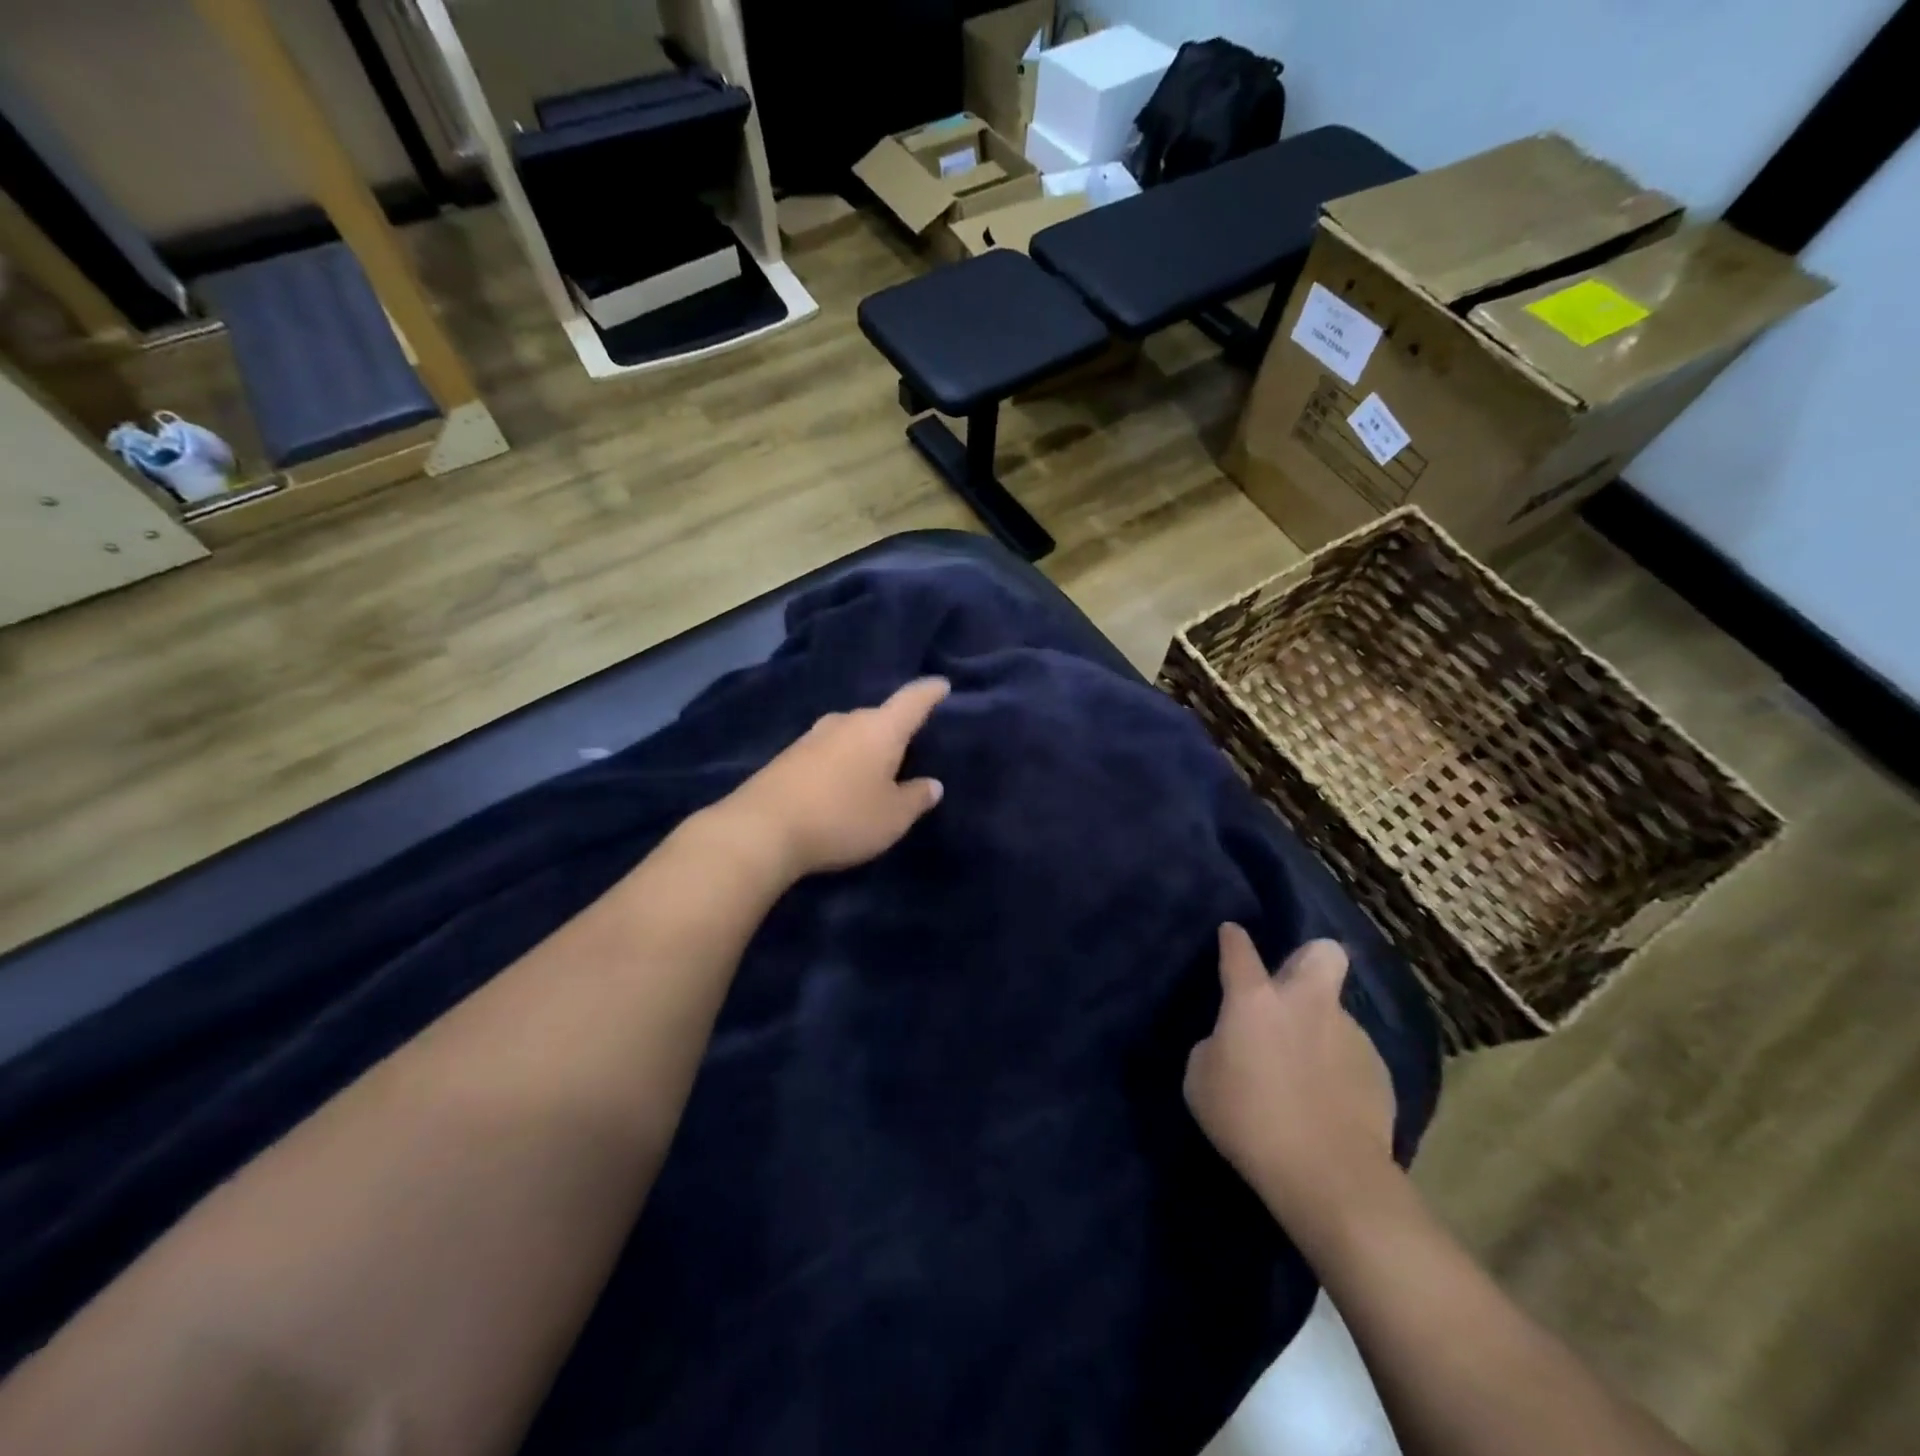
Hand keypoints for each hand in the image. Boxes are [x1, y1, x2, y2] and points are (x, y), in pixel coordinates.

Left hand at [725, 677, 949, 878]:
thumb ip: (916, 798)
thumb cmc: (842, 817)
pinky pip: (828, 750)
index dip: (931, 692)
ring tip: (876, 770)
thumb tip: (932, 784)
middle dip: (896, 729)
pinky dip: (841, 761)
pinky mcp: (789, 755)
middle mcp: (846, 721)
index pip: (913, 700)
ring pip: (851, 733)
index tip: (943, 685)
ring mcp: (813, 736)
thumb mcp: (892, 817)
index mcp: (880, 729)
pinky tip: (841, 783)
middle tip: (911, 749)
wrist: (762, 830)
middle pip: (879, 716)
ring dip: (865, 747)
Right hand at [1184, 926, 1395, 1233]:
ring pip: (1334, 1013)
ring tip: (1306, 1073)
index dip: (1233, 938)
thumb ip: (1216, 1046)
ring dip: (1318, 1029)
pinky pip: (1351, 1056)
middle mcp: (1306, 1003)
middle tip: (1291, 988)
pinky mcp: (1379, 1070)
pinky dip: (1338, 1069)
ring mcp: (1349, 1034)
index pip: (1239, 950)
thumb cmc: (1248, 1120)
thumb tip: (1233, 1043)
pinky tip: (1330, 1102)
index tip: (1231, 934)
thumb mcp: (1201, 1080)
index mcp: (1255, 1000)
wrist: (1327, 1174)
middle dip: (1307, 958)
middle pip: (1322, 951)